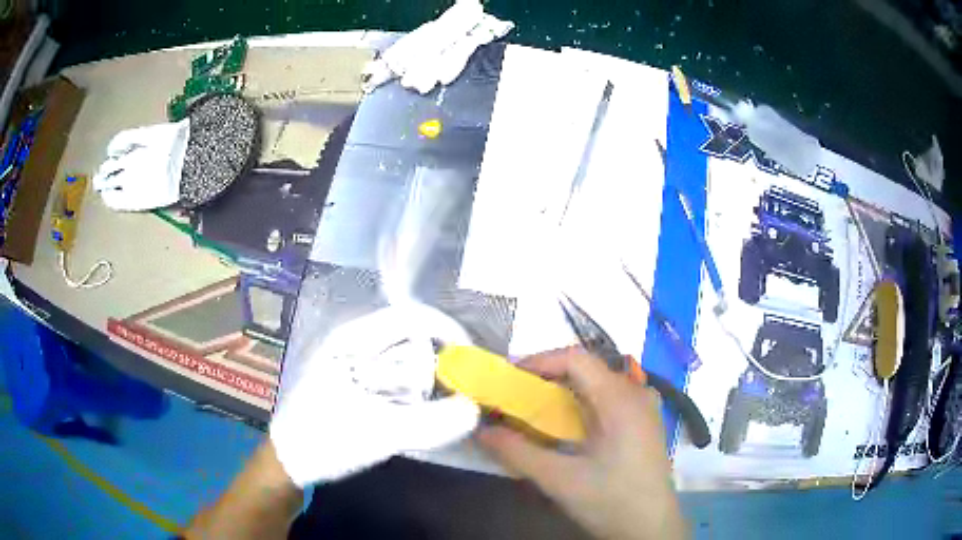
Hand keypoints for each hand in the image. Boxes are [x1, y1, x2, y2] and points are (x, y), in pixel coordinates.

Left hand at [270, 304, 479, 486]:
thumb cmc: (322, 440)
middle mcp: (355, 344)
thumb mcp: (377, 432)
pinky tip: (423, 414)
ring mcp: (355, 365)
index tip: (471, 359)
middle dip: (442, 362)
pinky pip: (396, 381)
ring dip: (430, 381)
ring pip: (406, 361)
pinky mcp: (357, 386)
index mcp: (352, 340)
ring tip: (448, 405)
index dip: (446, 331)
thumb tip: (475, 409)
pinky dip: (416, 394)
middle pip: (411, 339)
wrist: (288, 463)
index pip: (410, 317)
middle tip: (464, 391)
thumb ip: (429, 422)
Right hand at [477, 349, 686, 539]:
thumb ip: (517, 452)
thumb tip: (482, 430)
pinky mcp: (644, 422)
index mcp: (620, 400)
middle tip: (516, 397)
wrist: (651, 527)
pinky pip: (609, 398)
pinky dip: (582, 403)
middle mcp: (636, 393)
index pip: (576, 359)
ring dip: (564, 391)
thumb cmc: (610, 501)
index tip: (509, 379)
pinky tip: (569, 427)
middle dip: (547, 378)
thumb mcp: (559, 480)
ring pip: (598, 383)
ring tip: (536, 410)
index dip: (539, 361)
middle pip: (587, 369)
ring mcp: (644, 407)